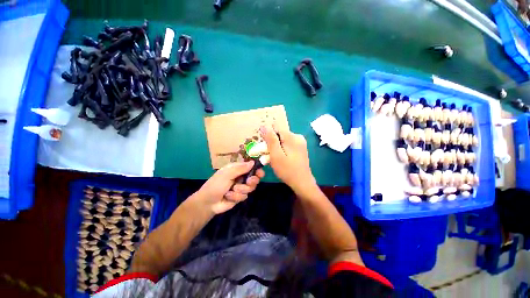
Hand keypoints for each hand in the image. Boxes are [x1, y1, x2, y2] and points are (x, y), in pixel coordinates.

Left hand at [195, 161, 264, 214]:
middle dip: (252, 181)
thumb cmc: (216, 184)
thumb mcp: (227, 174)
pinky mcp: (240, 196)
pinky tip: (229, 197)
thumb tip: (253, 162)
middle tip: (249, 182)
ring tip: (232, 190)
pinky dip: (237, 197)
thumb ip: (240, 168)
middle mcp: (241, 177)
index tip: (260, 173)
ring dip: (241, 190)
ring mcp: (241, 187)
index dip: (257, 169)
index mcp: (237, 169)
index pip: (251, 166)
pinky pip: (245, 196)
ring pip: (251, 188)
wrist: (208, 202)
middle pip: (254, 178)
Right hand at [260, 126, 315, 193]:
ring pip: (283, 140)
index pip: (276, 128)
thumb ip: (271, 139)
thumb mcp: (276, 155)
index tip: (265, 146)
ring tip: (274, 158)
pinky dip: (282, 149)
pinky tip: (281, 158)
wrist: (302, 183)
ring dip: (276, 147)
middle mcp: (298, 136)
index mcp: (292, 137)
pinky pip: (288, 144)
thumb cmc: (287, 170)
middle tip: (268, 155)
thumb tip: (264, 125)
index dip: (268, 135)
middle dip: (272, 142)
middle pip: (280, 134)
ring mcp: (300, 142)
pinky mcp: (300, 148)